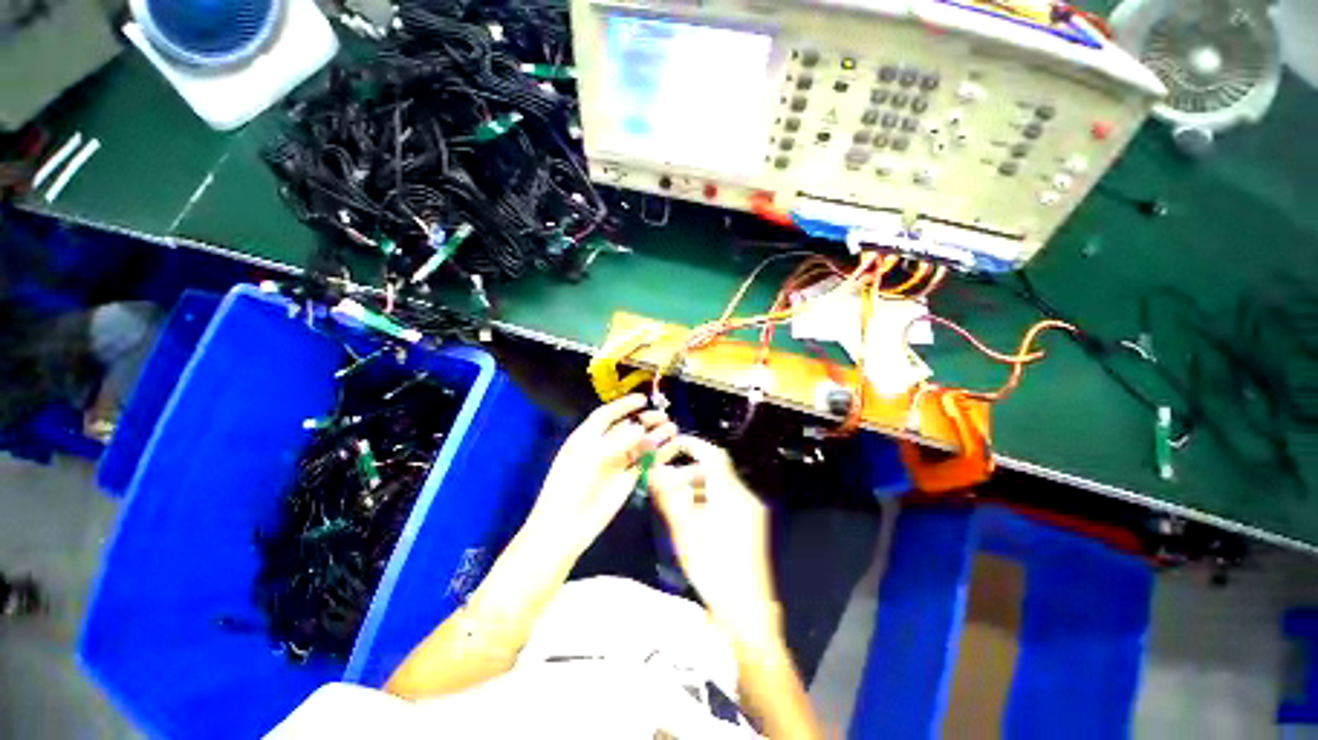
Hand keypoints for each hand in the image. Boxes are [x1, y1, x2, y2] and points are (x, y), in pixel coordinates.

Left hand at [526, 395, 676, 559]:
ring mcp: (614, 464)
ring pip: (638, 445)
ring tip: (672, 429)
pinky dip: (656, 455)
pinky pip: (643, 463)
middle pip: (626, 428)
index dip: (624, 405)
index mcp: (587, 437)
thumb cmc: (571, 486)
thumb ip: (616, 442)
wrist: (566, 526)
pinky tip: (669, 449)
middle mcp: (602, 447)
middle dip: (645, 420)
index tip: (643, 399)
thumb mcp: (590, 458)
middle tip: (664, 417)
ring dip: (654, 436)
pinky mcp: (625, 481)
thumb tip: (640, 428)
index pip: (606, 415)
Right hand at [648, 435, 780, 643]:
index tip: (674, 443)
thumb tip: (654, 471)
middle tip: (666, 479)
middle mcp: (744, 497)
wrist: (749, 613)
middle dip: (689, 469)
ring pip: (720, 485)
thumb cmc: (715, 571)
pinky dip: (708, 499)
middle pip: (715, 470)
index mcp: (730, 494)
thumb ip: (670, 497)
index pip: (712, 455)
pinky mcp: (752, 525)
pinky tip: (692, 516)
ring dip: (697, 485)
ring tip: (674, 498)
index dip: (693, 445)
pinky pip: (727, 500)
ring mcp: (751, 511)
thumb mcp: (686, 533)